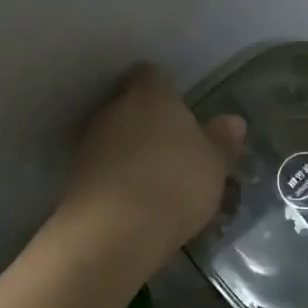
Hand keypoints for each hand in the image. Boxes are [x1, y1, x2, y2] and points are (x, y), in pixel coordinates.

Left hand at [62, 64, 244, 258]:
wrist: (113, 232)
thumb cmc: (174, 182)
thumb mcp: (214, 164)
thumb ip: (222, 140)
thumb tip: (233, 121)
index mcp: (151, 94)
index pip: (152, 74)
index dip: (165, 87)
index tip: (180, 106)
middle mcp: (115, 109)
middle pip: (129, 103)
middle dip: (147, 119)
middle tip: (172, 143)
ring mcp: (90, 143)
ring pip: (114, 135)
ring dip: (130, 150)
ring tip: (155, 176)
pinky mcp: (75, 177)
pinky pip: (103, 167)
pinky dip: (116, 177)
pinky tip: (135, 199)